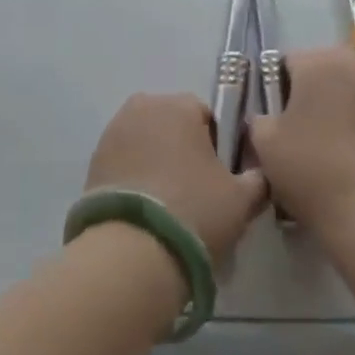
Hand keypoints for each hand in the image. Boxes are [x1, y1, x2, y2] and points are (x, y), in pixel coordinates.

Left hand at [85, 94, 267, 261]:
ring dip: (156, 161)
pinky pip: (124, 161)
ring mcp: (114, 131)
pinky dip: (134, 176)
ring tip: (167, 204)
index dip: (216, 146)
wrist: (132, 250)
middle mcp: (144, 106)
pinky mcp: (93, 159)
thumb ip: (258, 178)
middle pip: (172, 124)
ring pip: (146, 141)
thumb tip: (260, 173)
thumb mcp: (241, 198)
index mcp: (180, 104)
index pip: (206, 116)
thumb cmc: (194, 211)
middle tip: (194, 192)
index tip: (219, 178)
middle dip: (183, 149)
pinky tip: (144, 209)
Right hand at [250, 49, 354, 237]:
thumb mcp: (265, 145)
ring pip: (348, 92)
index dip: (275, 89)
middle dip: (308, 94)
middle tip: (296, 131)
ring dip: (336, 109)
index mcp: (319, 62)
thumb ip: (259, 120)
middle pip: (322, 72)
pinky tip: (350, 160)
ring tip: (324, 148)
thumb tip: (266, 119)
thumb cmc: (313, 169)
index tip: (273, 119)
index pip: (287, 62)